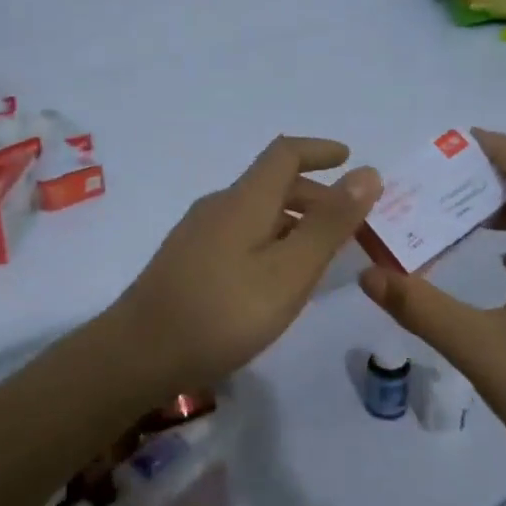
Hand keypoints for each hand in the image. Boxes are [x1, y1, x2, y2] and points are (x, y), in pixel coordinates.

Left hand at [109, 136, 381, 394]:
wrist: (138, 355)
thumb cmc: (223, 313)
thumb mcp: (290, 271)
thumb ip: (330, 224)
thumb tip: (367, 173)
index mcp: (244, 201)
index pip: (285, 154)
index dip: (320, 150)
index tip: (350, 159)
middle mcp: (218, 207)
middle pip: (272, 185)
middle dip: (315, 196)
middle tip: (349, 225)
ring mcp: (197, 235)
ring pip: (256, 214)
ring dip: (293, 222)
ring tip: (321, 256)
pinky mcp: (187, 263)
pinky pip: (240, 236)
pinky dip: (270, 242)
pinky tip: (276, 279)